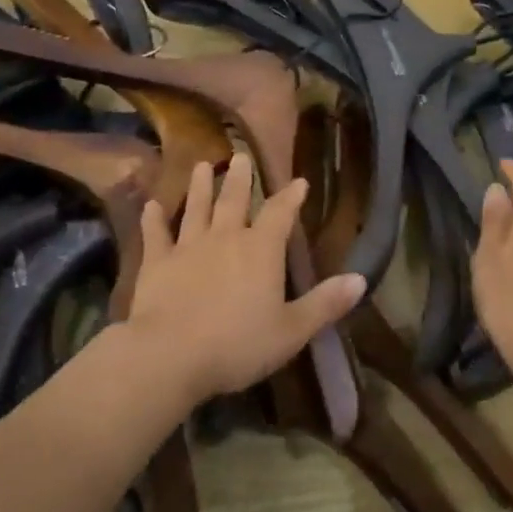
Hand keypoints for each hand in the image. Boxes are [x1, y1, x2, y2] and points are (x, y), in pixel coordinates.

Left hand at [130, 154, 364, 402]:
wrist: (170, 355)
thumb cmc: (237, 344)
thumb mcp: (291, 330)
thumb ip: (325, 304)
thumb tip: (361, 279)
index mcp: (261, 249)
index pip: (280, 214)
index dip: (291, 196)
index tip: (299, 181)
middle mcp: (225, 237)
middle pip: (235, 200)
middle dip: (241, 178)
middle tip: (241, 155)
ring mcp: (188, 247)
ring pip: (196, 208)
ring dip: (200, 186)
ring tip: (203, 166)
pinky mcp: (156, 263)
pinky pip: (156, 235)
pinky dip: (153, 220)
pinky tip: (151, 205)